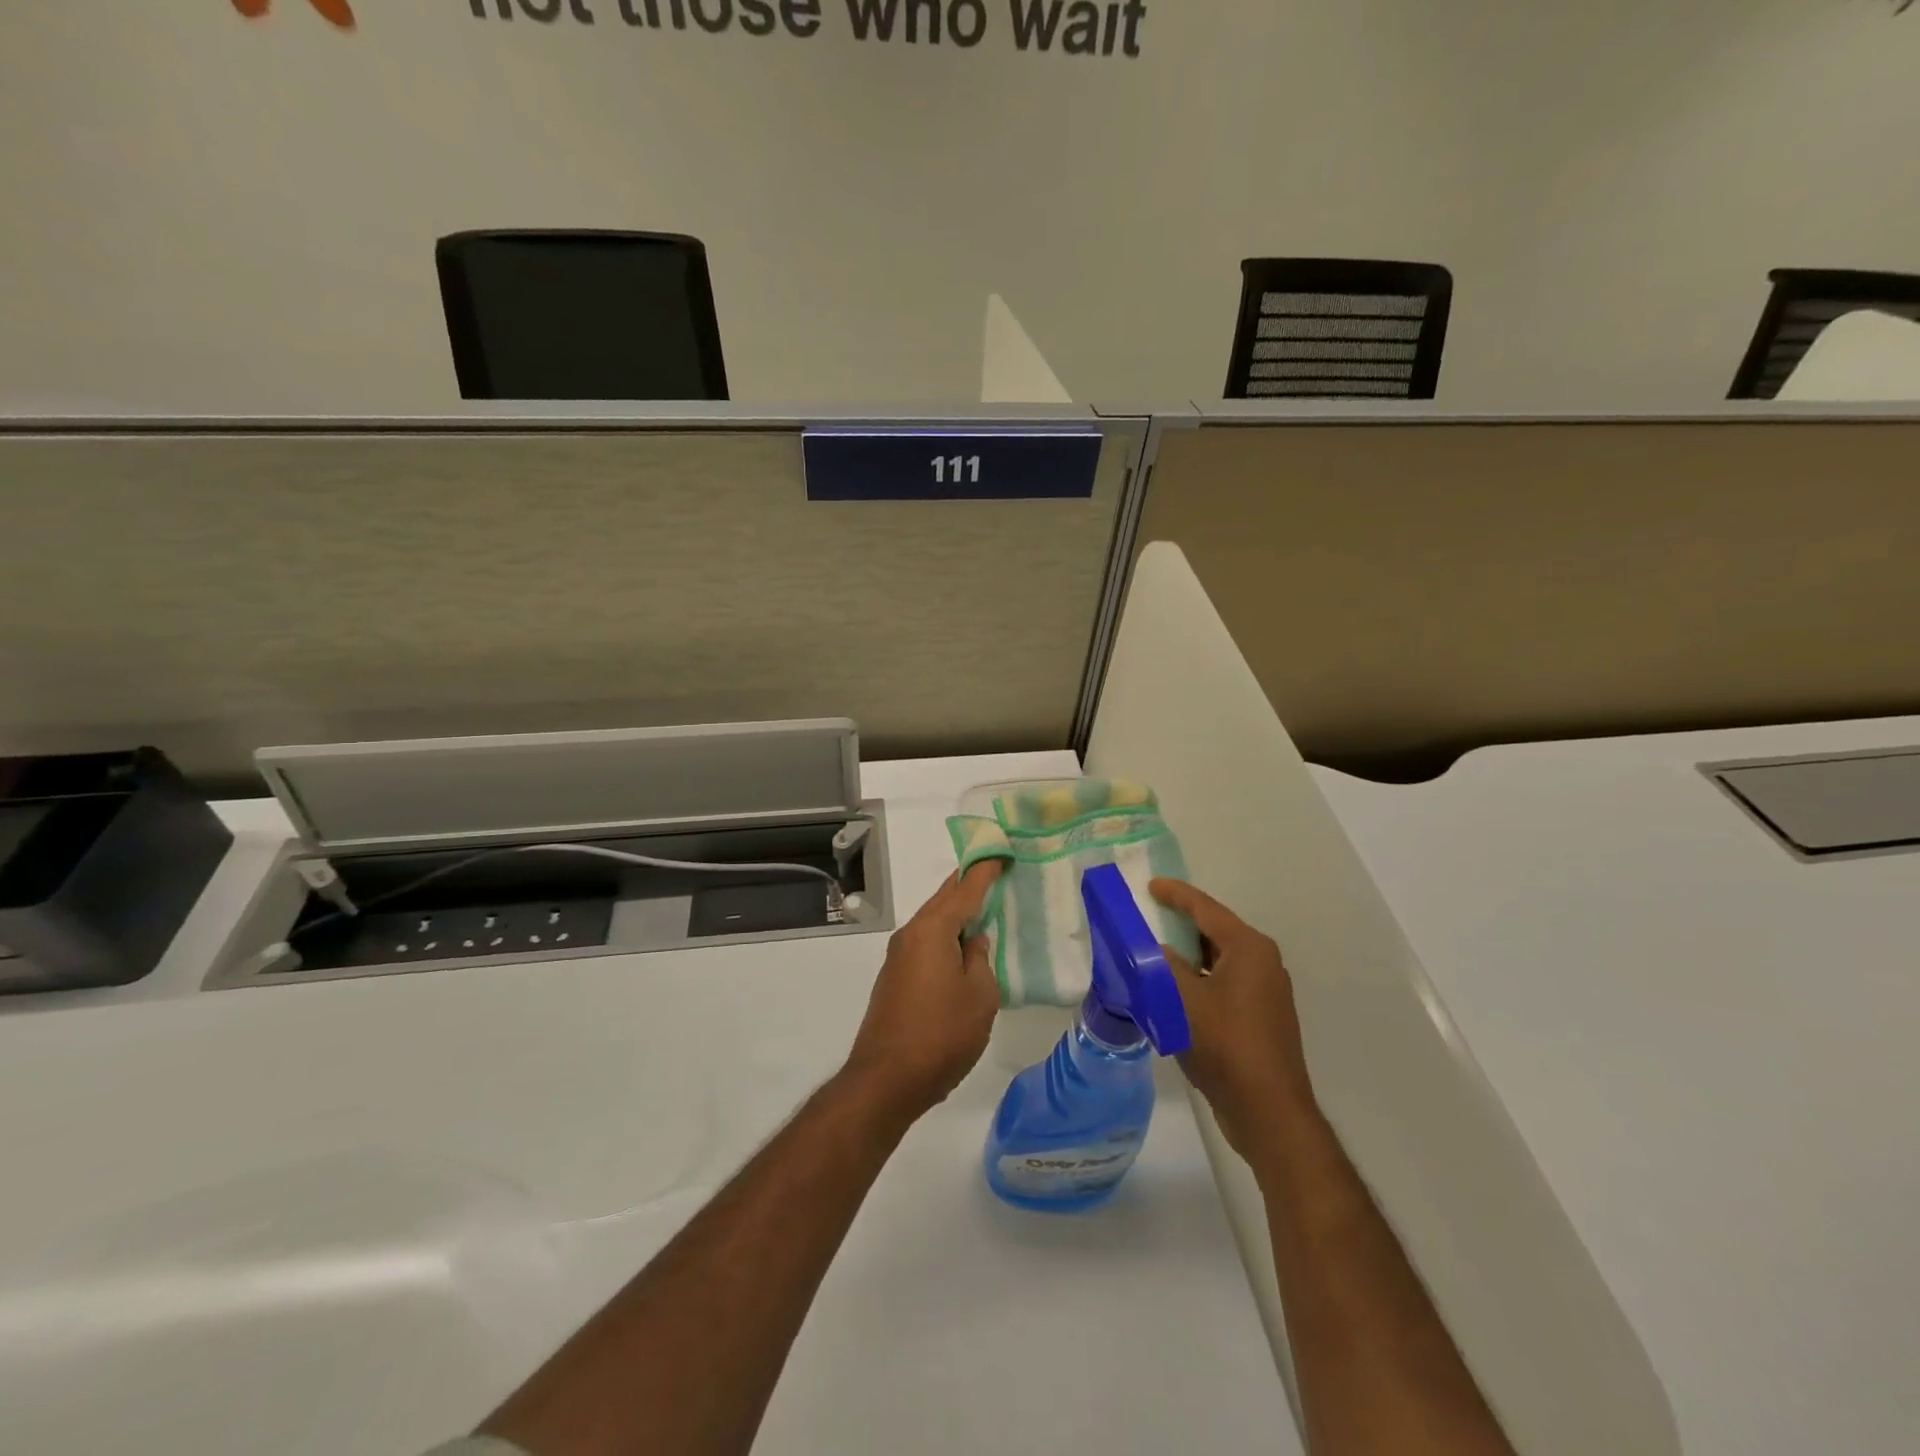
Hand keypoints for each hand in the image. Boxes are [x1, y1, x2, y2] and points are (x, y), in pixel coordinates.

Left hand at [842, 860, 1003, 1122]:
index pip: (964, 888)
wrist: (886, 1079)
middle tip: (995, 871)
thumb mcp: (980, 996)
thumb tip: (972, 942)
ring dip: (957, 912)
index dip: (985, 870)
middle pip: (943, 899)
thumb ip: (980, 959)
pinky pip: (926, 943)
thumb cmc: (941, 1034)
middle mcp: (911, 934)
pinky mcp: (895, 978)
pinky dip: (946, 935)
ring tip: (985, 908)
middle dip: (968, 884)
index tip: (1002, 851)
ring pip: (933, 922)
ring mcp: (898, 957)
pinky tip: (961, 947)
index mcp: (932, 930)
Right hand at [1150, 878, 1318, 1159]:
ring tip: (1152, 953)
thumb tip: (1151, 949)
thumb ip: (1161, 965)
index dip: (1175, 894)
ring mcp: (1265, 992)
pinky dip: (1197, 980)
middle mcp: (1263, 963)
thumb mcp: (1181, 999)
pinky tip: (1172, 992)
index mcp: (1249, 949)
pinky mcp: (1260, 1018)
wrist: (1267, 1112)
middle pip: (1214, 932)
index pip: (1206, 909)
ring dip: (1186, 956)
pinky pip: (1222, 984)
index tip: (1150, 885)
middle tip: (1146, 917)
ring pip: (1217, 960)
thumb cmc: (1225, 1045)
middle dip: (1179, 924)